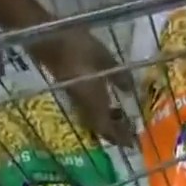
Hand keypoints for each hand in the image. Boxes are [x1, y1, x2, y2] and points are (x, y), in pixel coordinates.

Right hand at [33, 30, 134, 147]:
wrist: (51, 41)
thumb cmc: (80, 48)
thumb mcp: (105, 60)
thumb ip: (119, 77)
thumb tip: (131, 91)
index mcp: (96, 107)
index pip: (110, 131)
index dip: (122, 138)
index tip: (133, 143)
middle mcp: (87, 111)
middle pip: (103, 129)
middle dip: (116, 132)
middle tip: (130, 130)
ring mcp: (78, 104)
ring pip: (96, 121)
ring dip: (108, 122)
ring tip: (120, 116)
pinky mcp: (73, 95)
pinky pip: (90, 111)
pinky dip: (101, 112)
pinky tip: (107, 103)